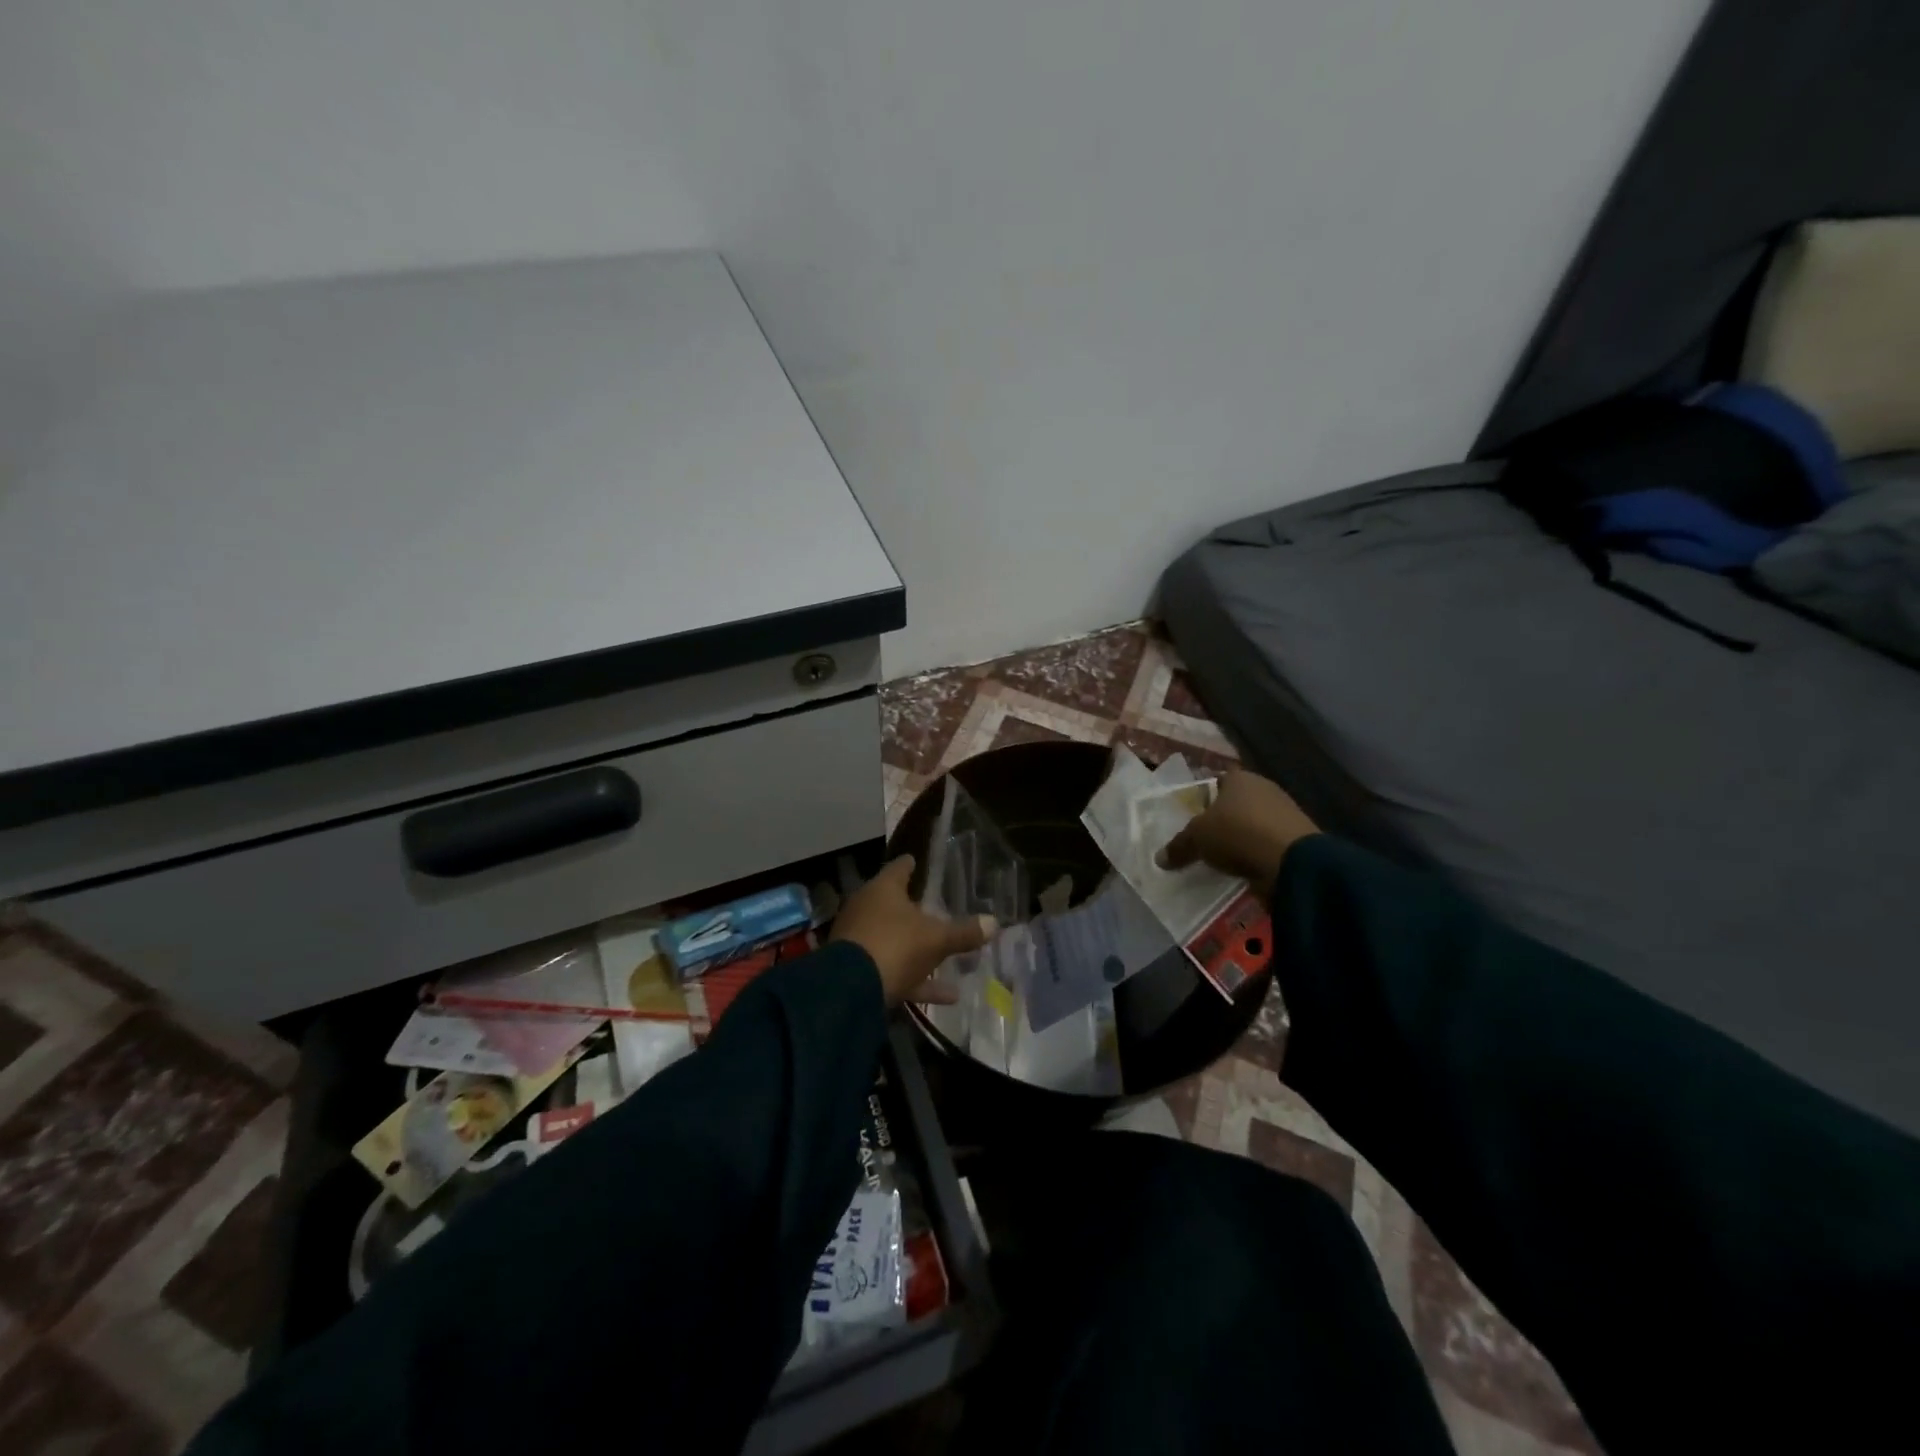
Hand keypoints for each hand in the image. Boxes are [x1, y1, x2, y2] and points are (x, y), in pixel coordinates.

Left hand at [831, 857, 994, 1005]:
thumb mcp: (937, 939)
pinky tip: (949, 995)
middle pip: (893, 906)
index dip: (910, 865)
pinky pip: (894, 971)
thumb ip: (964, 932)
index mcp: (883, 890)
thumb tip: (994, 923)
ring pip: (894, 940)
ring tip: (948, 959)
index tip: (916, 861)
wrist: (850, 990)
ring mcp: (859, 941)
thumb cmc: (895, 945)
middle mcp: (866, 909)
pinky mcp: (858, 971)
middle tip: (935, 909)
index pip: (899, 869)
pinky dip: (918, 981)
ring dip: (919, 951)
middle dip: (914, 910)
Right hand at [1156, 770, 1319, 887]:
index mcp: (1240, 778)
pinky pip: (1269, 844)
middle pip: (1237, 803)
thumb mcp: (1197, 839)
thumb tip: (1159, 858)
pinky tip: (1246, 869)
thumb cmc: (1237, 834)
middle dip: (1223, 820)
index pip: (1218, 781)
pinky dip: (1258, 854)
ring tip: (1224, 859)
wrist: (1292, 862)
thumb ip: (1179, 846)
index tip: (1193, 818)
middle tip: (1205, 840)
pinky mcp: (1299, 839)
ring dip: (1242, 839)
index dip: (1204, 798)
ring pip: (1254, 824)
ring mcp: (1285, 813)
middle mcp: (1265, 789)